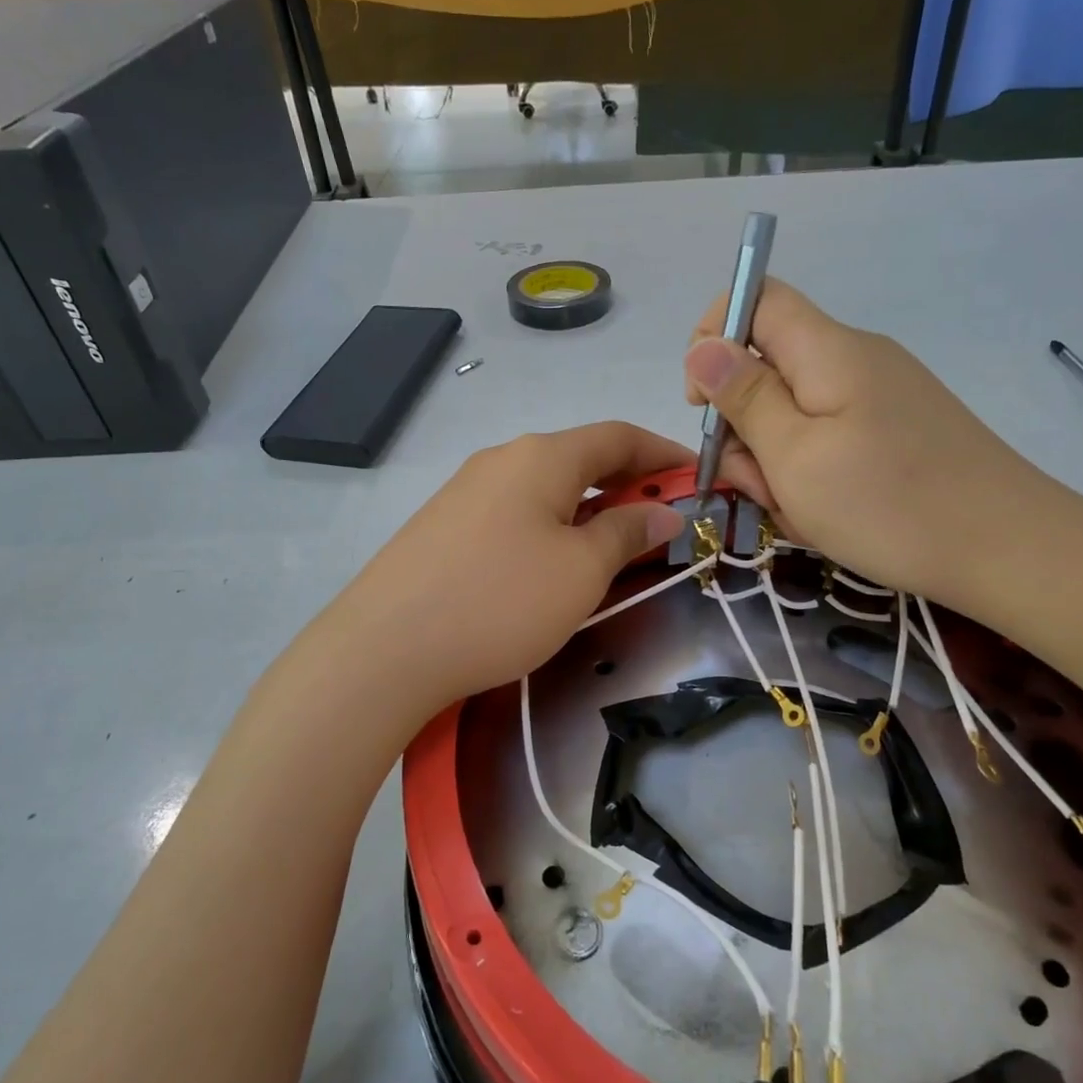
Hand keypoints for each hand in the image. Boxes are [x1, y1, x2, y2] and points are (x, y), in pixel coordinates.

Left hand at [328, 422, 688, 711]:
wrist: (386, 647)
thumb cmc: (501, 602)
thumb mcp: (580, 570)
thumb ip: (626, 532)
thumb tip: (662, 512)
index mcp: (542, 456)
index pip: (618, 435)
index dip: (662, 452)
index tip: (696, 477)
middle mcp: (502, 458)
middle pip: (579, 457)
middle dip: (627, 482)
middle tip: (660, 519)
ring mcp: (466, 490)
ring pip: (545, 486)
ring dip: (587, 506)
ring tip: (611, 545)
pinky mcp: (443, 524)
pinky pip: (513, 510)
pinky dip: (549, 524)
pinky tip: (550, 562)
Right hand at [684, 280, 1069, 612]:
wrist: (1009, 550)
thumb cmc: (888, 503)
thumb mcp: (794, 455)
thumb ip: (744, 397)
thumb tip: (702, 346)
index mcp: (828, 350)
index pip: (755, 297)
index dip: (713, 336)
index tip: (703, 404)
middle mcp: (854, 359)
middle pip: (768, 366)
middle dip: (746, 427)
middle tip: (763, 485)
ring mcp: (879, 397)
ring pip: (794, 414)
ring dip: (777, 462)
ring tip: (802, 512)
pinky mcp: (895, 430)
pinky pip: (828, 440)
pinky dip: (811, 475)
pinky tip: (826, 516)